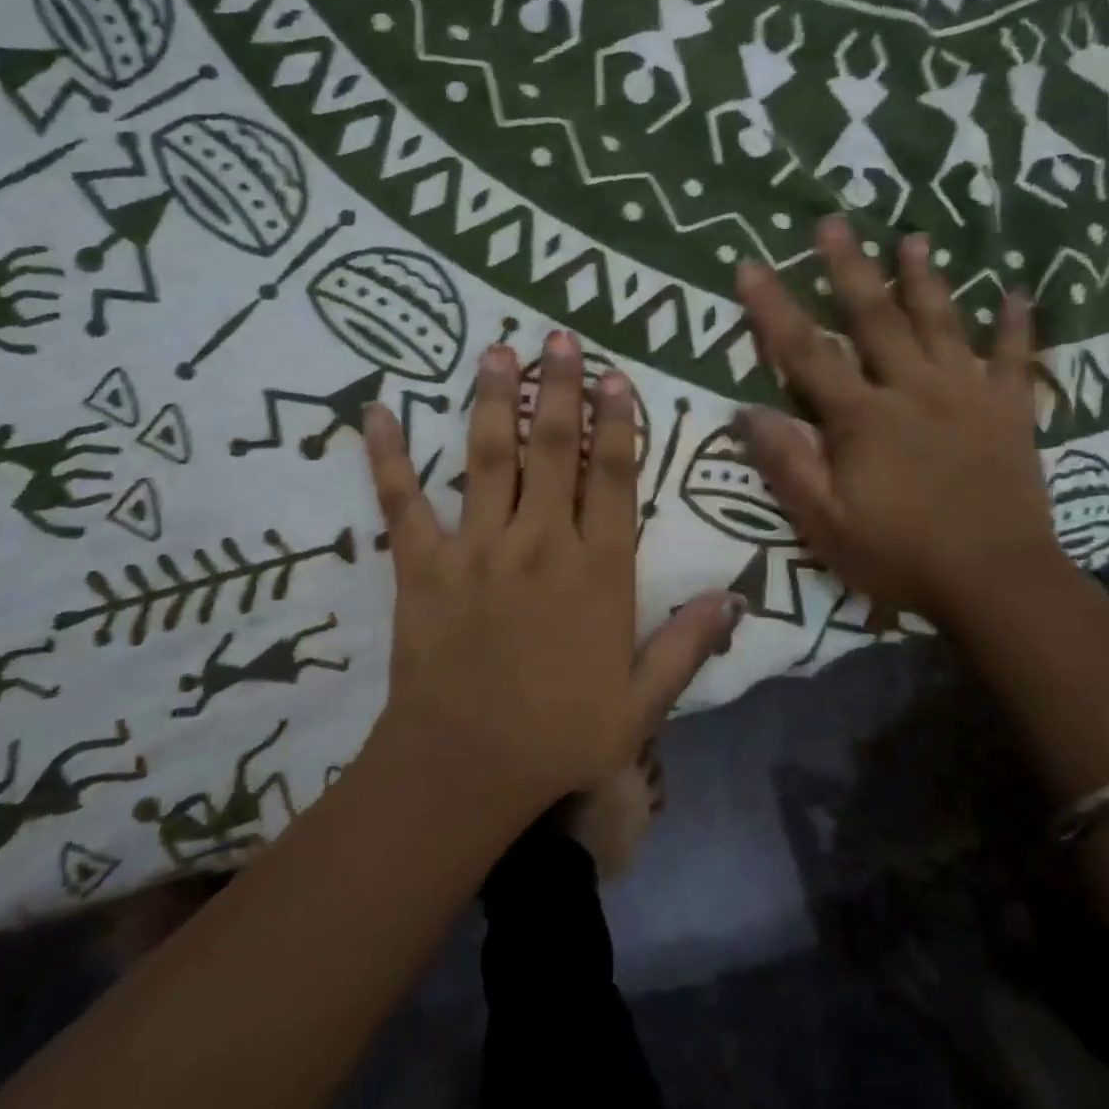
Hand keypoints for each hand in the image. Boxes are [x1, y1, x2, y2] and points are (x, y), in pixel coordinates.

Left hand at [363, 332, 741, 814]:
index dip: (616, 422)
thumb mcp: (641, 704)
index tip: (615, 376)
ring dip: (493, 400)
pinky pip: (402, 502)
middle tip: (557, 337)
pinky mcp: (423, 565)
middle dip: (559, 388)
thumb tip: (733, 598)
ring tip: (497, 351)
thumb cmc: (559, 736)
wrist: (464, 770)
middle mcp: (540, 541)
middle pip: (552, 448)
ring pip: (488, 457)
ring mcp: (477, 547)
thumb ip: (686, 645)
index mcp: (596, 570)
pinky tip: (375, 412)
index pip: (612, 478)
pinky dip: (388, 457)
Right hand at [732, 217, 1063, 628]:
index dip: (773, 308)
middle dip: (849, 268)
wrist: (996, 582)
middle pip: (875, 318)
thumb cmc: (899, 554)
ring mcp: (966, 396)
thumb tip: (745, 410)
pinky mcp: (1010, 414)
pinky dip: (1016, 327)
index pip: (806, 352)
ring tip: (915, 236)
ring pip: (942, 324)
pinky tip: (1017, 294)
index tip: (751, 265)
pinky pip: (1014, 361)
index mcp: (861, 417)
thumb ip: (786, 462)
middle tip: (834, 221)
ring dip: (925, 279)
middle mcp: (911, 390)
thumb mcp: (823, 522)